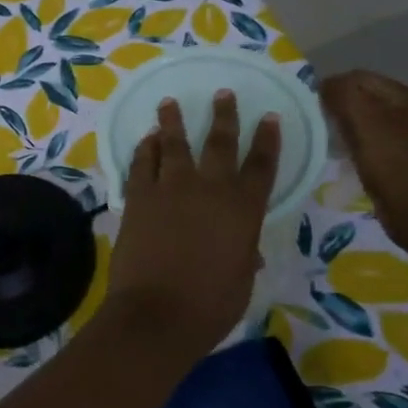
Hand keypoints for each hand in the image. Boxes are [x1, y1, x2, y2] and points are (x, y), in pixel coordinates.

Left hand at [106, 92, 280, 351]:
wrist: (157, 313)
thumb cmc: (209, 306)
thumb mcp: (241, 281)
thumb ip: (244, 254)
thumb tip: (246, 247)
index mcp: (243, 210)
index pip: (262, 166)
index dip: (267, 140)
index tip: (269, 117)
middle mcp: (209, 189)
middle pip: (219, 142)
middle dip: (224, 115)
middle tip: (223, 93)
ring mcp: (170, 189)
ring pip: (173, 144)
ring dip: (173, 121)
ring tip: (170, 102)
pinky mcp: (138, 197)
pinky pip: (142, 163)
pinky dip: (145, 148)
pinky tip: (146, 138)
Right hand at [319, 71, 407, 257]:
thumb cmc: (394, 167)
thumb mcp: (367, 124)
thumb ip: (344, 96)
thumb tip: (323, 85)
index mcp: (405, 97)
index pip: (358, 77)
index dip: (332, 86)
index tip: (309, 107)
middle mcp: (407, 111)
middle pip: (361, 97)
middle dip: (336, 106)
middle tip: (314, 125)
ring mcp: (404, 136)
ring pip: (362, 120)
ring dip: (341, 126)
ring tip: (324, 141)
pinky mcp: (397, 158)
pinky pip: (367, 140)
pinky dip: (351, 144)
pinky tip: (340, 158)